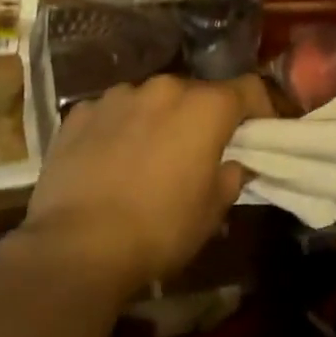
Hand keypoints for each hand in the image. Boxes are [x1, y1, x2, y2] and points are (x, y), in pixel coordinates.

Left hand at [20, 74, 271, 291]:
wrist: (75, 248)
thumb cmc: (159, 229)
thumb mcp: (211, 211)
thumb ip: (231, 177)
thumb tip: (233, 163)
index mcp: (205, 107)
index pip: (248, 88)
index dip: (260, 107)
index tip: (260, 131)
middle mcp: (164, 88)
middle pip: (196, 92)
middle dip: (203, 116)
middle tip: (200, 150)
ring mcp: (117, 97)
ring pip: (151, 100)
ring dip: (159, 119)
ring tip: (150, 156)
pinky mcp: (78, 114)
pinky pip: (112, 113)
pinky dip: (119, 129)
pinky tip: (110, 161)